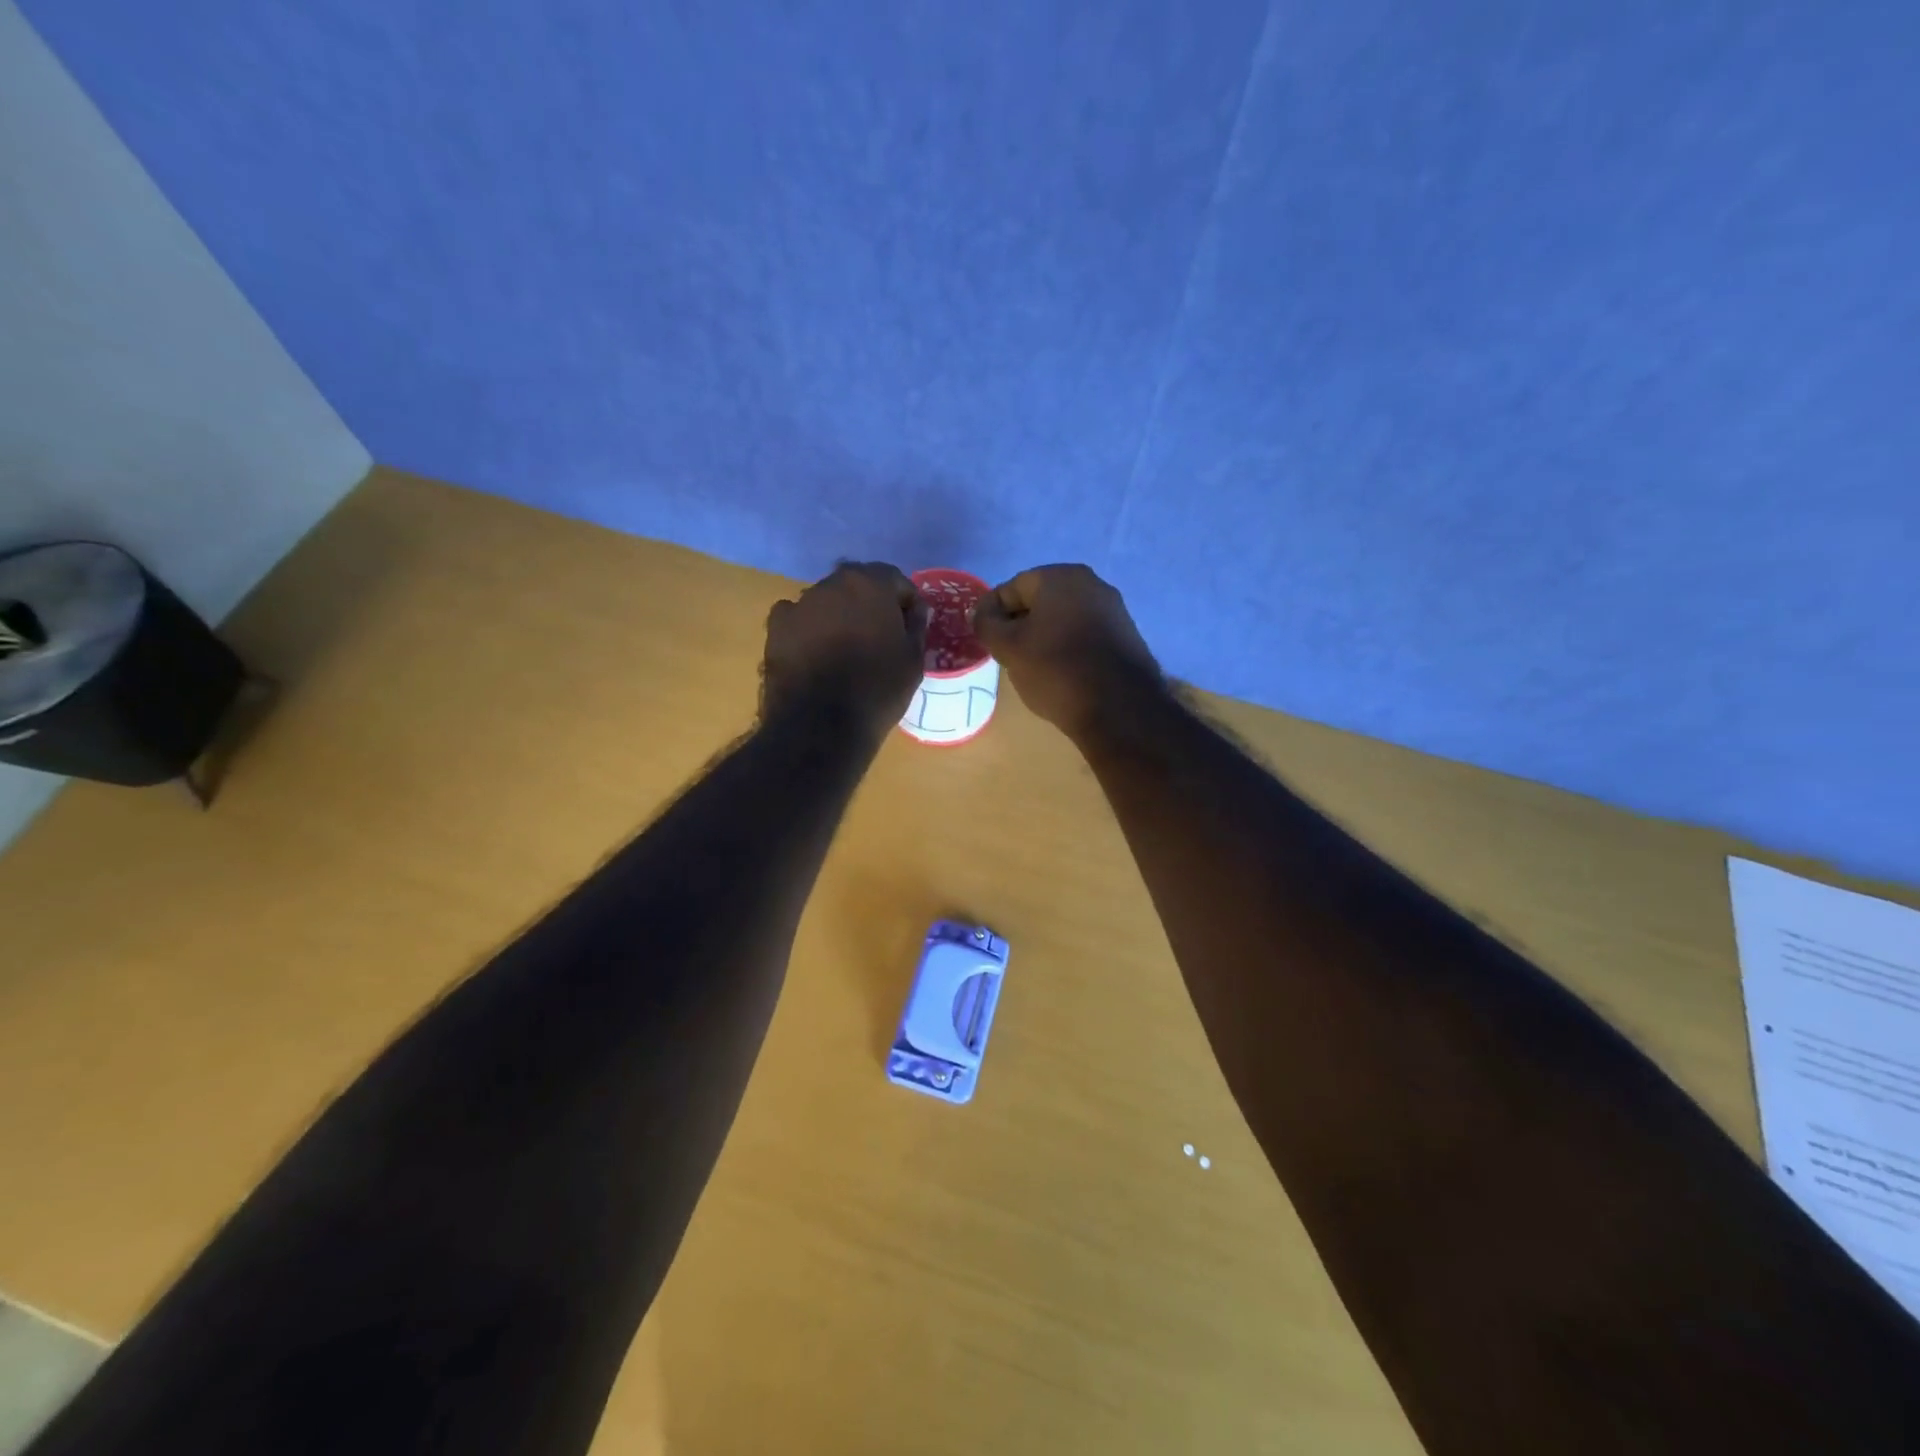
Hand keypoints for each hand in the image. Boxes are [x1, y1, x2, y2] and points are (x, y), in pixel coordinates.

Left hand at [762, 562, 927, 735]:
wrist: (821, 725)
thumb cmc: (878, 689)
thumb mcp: (913, 659)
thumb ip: (916, 625)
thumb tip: (915, 609)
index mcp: (869, 584)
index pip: (894, 579)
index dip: (905, 602)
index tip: (909, 626)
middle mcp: (831, 583)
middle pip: (857, 585)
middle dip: (869, 604)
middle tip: (879, 636)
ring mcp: (799, 603)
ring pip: (827, 601)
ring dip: (839, 616)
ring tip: (846, 649)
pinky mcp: (776, 627)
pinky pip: (799, 619)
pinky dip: (808, 629)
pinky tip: (816, 655)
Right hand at [971, 565, 1163, 738]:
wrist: (1119, 708)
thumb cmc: (1055, 670)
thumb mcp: (1008, 648)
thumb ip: (986, 623)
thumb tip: (981, 612)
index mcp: (1060, 577)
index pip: (1012, 588)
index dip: (993, 613)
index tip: (985, 639)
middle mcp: (1091, 583)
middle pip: (1040, 600)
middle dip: (1020, 624)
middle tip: (1006, 654)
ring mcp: (1113, 608)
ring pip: (1063, 617)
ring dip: (1044, 636)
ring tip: (1032, 667)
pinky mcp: (1126, 634)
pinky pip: (1085, 633)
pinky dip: (1068, 646)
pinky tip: (1062, 672)